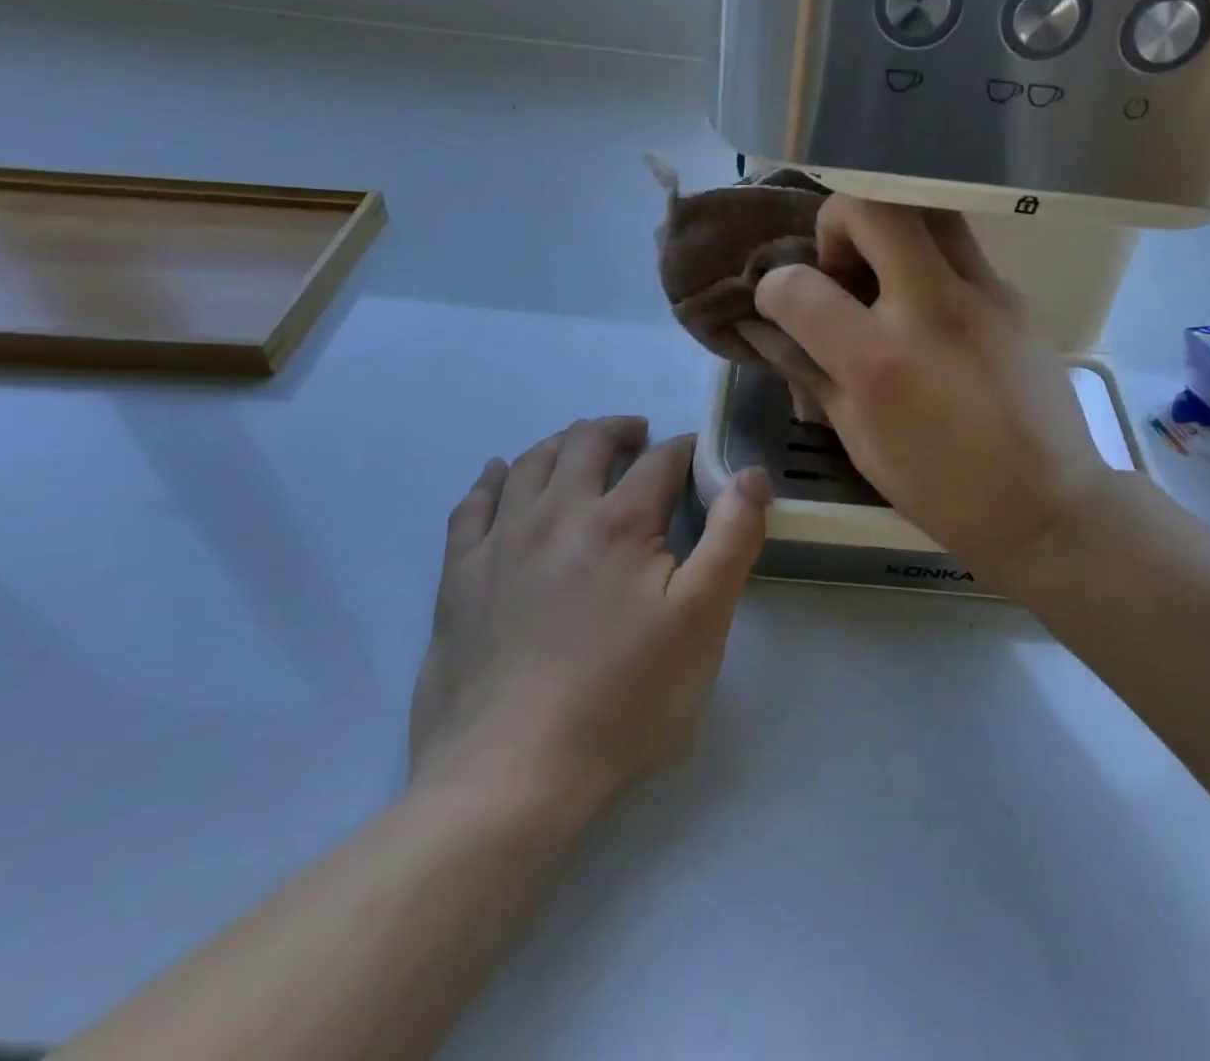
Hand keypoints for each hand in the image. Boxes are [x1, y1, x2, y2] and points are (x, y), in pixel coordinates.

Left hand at [409, 417, 768, 820]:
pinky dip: (493, 478)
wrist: (510, 778)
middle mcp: (558, 513)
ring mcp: (501, 542)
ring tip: (580, 445)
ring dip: (562, 442)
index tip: (697, 455)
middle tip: (639, 435)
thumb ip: (732, 539)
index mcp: (622, 522)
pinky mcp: (459, 577)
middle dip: (621, 430)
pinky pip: (472, 505)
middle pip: (588, 443)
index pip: (661, 459)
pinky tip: (501, 473)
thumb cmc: (623, 701)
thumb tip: (751, 474)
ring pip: (531, 462)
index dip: (685, 449)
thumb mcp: (702, 623)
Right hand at [753, 197, 1112, 585]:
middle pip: (871, 208)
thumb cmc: (943, 489)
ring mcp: (984, 294)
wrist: (1048, 504)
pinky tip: (932, 311)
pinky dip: (929, 261)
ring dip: (889, 228)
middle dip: (836, 221)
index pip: (798, 286)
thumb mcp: (860, 441)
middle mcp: (931, 309)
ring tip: (885, 276)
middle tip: (841, 267)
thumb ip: (813, 375)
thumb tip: (777, 332)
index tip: (781, 303)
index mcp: (879, 361)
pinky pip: (961, 249)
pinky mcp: (1015, 295)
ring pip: (927, 211)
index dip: (773, 288)